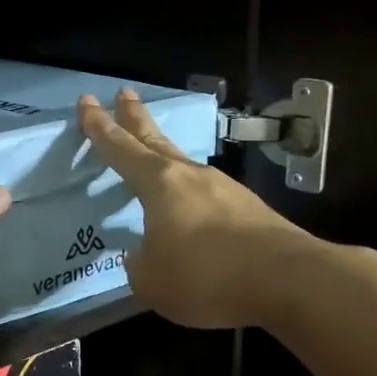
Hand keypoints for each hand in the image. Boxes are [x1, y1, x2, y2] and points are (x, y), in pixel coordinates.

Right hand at [79, 89, 308, 328]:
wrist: (289, 280)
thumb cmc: (207, 275)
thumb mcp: (152, 282)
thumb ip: (139, 265)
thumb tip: (142, 256)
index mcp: (160, 185)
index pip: (120, 148)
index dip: (99, 126)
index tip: (87, 102)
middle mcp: (191, 176)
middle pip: (156, 139)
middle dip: (135, 116)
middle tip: (124, 93)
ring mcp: (225, 189)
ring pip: (185, 165)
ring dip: (166, 157)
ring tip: (155, 160)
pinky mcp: (250, 209)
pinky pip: (209, 195)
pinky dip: (192, 195)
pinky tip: (192, 214)